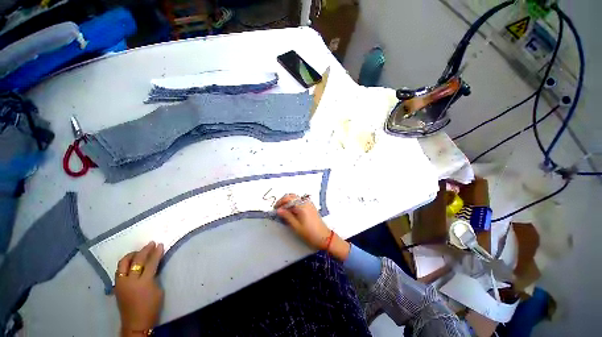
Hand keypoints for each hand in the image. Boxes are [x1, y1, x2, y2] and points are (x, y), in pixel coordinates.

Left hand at [115, 241, 163, 335]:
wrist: (136, 322)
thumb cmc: (152, 307)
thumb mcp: (158, 290)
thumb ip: (154, 276)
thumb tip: (153, 266)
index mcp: (144, 282)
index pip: (151, 262)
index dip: (156, 252)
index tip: (160, 244)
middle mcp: (130, 280)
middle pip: (137, 260)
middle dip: (145, 250)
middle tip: (151, 243)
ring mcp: (121, 283)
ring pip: (123, 263)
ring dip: (132, 255)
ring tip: (139, 251)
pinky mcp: (116, 286)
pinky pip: (120, 270)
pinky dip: (126, 264)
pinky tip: (131, 262)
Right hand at [275, 194, 349, 260]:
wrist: (324, 237)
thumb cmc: (309, 233)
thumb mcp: (296, 226)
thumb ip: (287, 216)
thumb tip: (278, 210)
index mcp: (302, 205)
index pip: (288, 198)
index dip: (280, 202)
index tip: (274, 209)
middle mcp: (305, 201)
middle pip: (291, 196)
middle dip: (283, 201)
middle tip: (278, 209)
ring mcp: (309, 203)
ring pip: (295, 198)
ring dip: (288, 202)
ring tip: (283, 211)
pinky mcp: (310, 206)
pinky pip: (300, 201)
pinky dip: (294, 203)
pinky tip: (291, 211)